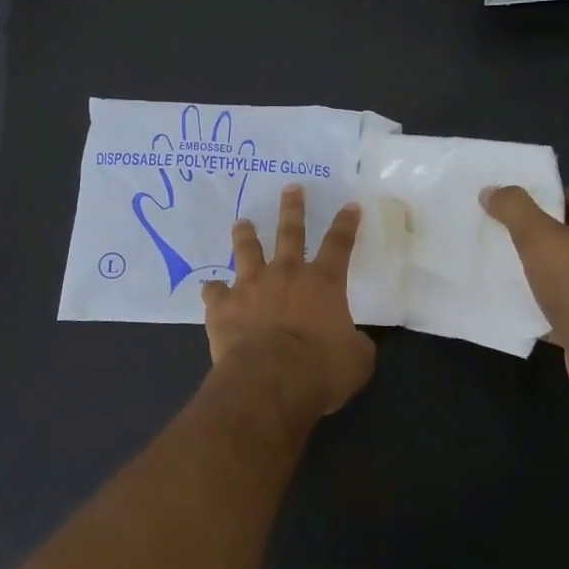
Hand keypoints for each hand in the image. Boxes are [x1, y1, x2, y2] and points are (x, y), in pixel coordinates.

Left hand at [202, 185, 375, 418]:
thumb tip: (354, 342)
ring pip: (247, 251)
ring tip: (242, 222)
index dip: (346, 223)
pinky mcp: (223, 307)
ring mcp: (250, 287)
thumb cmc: (320, 369)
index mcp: (323, 283)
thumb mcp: (356, 361)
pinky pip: (215, 292)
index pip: (340, 244)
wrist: (269, 380)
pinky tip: (212, 290)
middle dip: (293, 209)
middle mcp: (286, 275)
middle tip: (291, 188)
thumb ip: (357, 345)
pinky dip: (214, 291)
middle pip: (290, 233)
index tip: (349, 205)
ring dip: (245, 236)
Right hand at [481, 186, 568, 401]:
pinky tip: (500, 300)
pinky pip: (551, 305)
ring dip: (524, 269)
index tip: (501, 202)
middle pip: (559, 235)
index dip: (536, 197)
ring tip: (487, 263)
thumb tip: (491, 190)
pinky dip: (529, 303)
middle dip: (524, 233)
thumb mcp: (541, 238)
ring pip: (553, 271)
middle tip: (487, 230)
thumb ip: (515, 210)